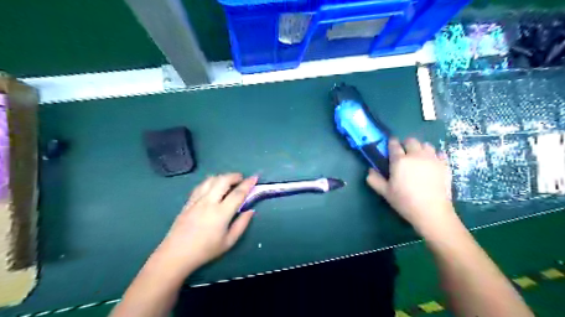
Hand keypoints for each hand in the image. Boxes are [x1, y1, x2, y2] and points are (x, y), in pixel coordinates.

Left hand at [154, 173, 257, 276]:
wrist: (176, 254)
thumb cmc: (205, 250)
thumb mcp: (229, 242)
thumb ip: (242, 224)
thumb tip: (251, 210)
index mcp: (221, 213)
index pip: (238, 193)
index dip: (248, 184)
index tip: (255, 178)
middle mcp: (209, 202)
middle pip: (223, 180)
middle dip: (235, 176)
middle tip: (241, 179)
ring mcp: (197, 200)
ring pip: (211, 180)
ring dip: (222, 177)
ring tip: (228, 182)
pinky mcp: (188, 202)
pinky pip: (201, 185)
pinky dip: (210, 182)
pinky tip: (213, 186)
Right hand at [367, 139, 452, 235]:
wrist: (431, 211)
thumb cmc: (405, 201)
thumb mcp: (385, 192)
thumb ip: (375, 180)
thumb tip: (370, 171)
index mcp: (399, 160)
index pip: (394, 145)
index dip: (391, 142)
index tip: (390, 144)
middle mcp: (416, 155)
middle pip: (411, 141)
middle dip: (406, 144)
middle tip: (404, 153)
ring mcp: (432, 158)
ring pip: (426, 145)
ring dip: (420, 148)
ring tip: (418, 157)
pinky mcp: (445, 165)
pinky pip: (439, 153)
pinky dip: (434, 155)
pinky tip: (431, 163)